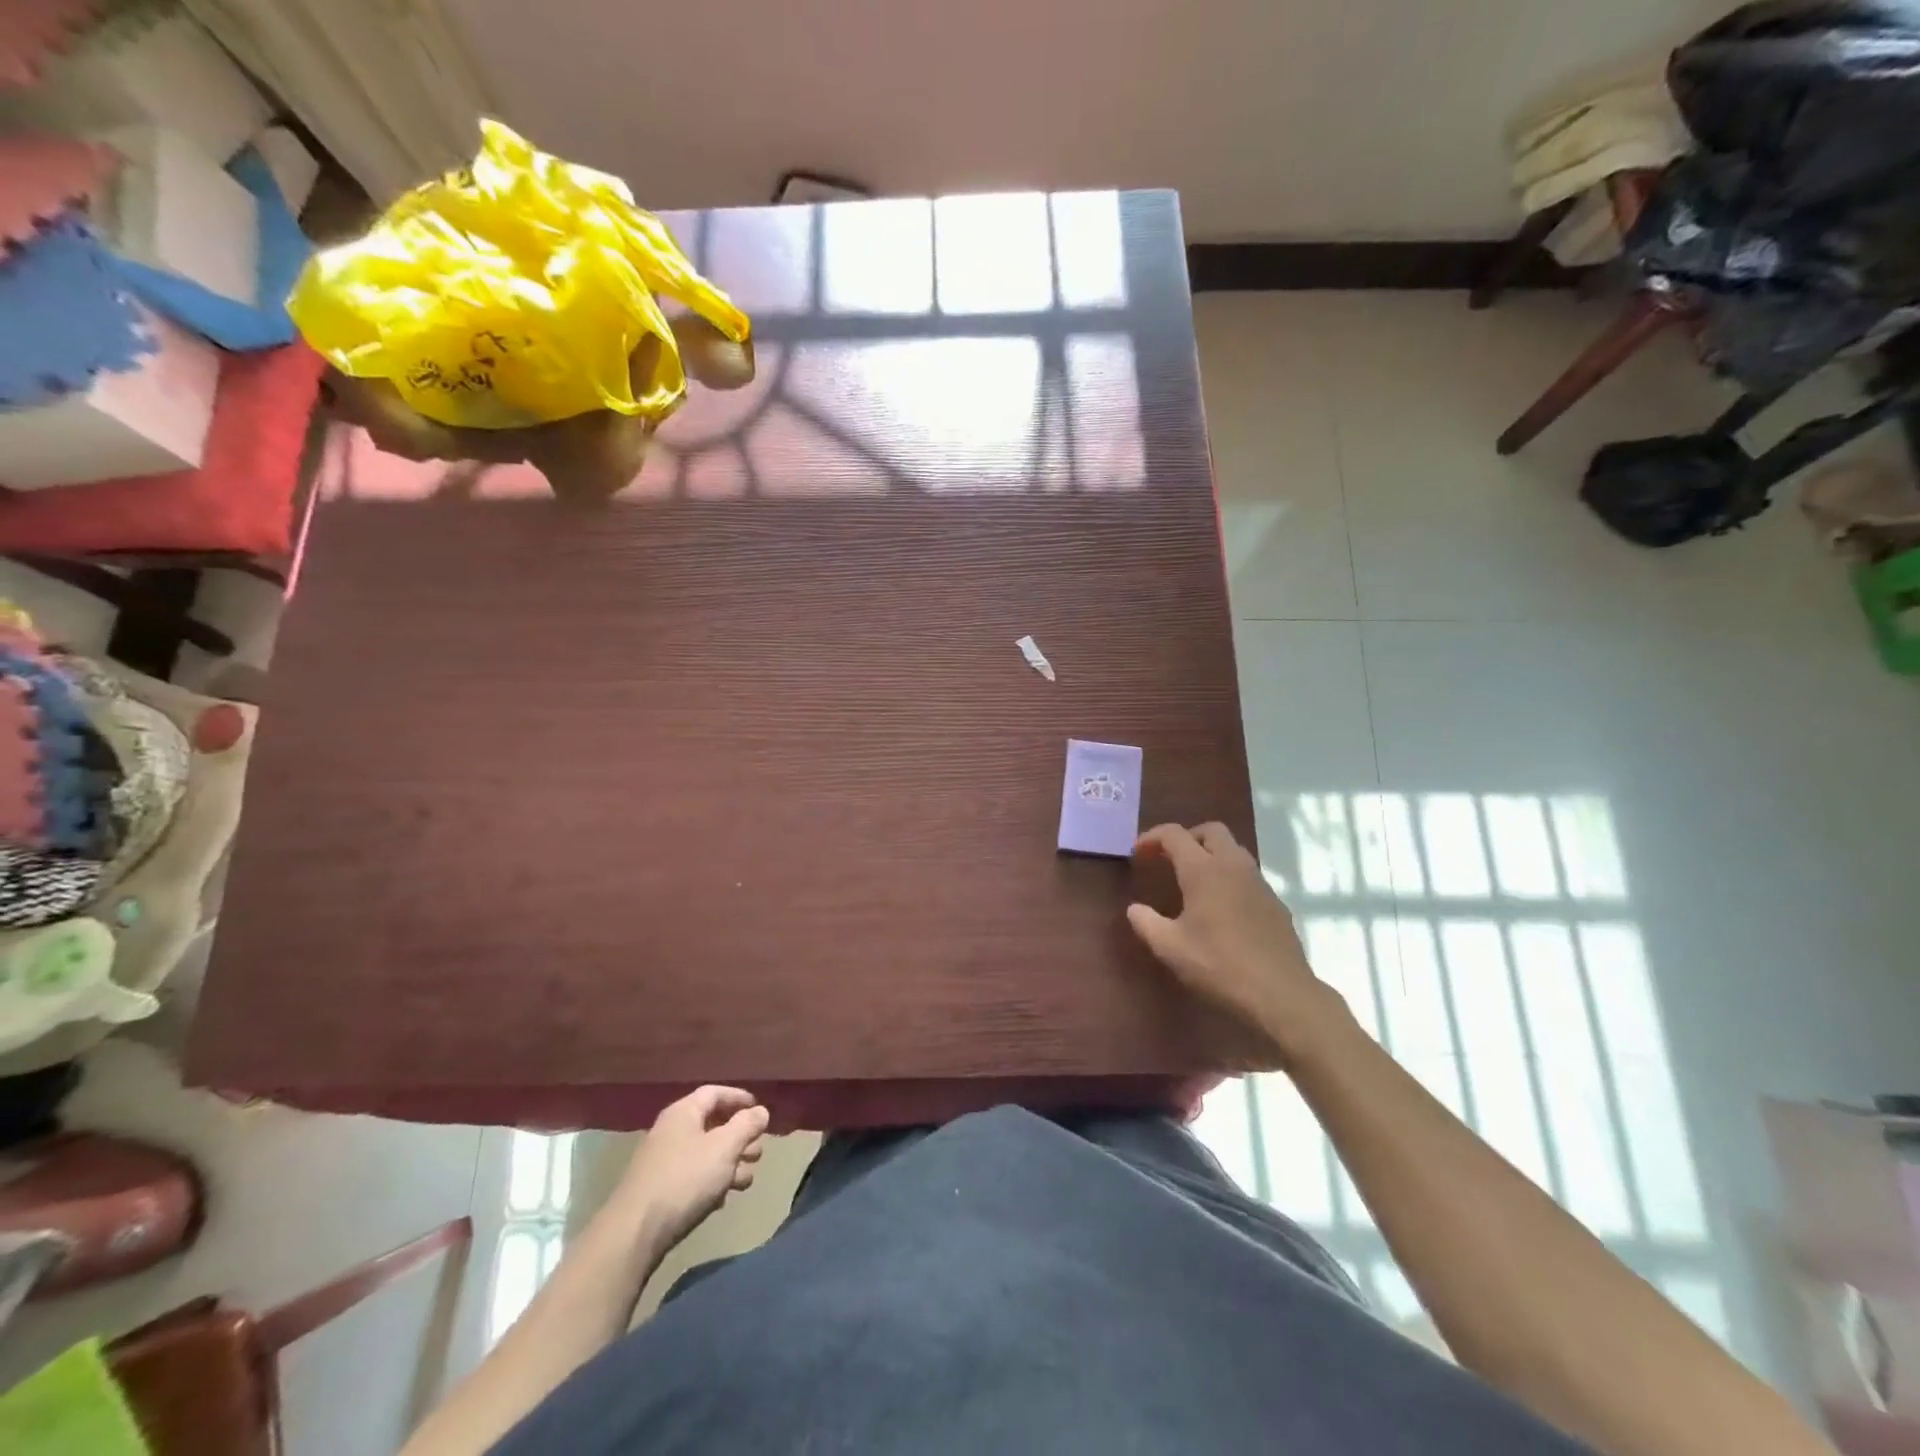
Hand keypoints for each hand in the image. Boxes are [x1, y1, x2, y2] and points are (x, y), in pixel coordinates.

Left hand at [611, 1086, 769, 1249]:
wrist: (634, 1233)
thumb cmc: (685, 1179)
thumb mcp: (724, 1147)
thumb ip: (746, 1125)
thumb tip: (761, 1111)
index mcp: (683, 1113)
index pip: (714, 1093)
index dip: (739, 1098)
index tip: (760, 1110)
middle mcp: (671, 1131)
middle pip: (712, 1125)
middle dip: (739, 1138)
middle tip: (758, 1152)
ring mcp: (662, 1162)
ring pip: (705, 1154)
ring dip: (729, 1163)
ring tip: (746, 1180)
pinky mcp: (659, 1191)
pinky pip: (692, 1177)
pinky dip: (711, 1183)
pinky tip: (721, 1200)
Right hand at [1128, 823, 1343, 1058]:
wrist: (1281, 994)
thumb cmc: (1219, 965)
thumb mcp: (1170, 948)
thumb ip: (1147, 923)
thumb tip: (1134, 909)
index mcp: (1204, 870)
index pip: (1174, 835)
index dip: (1152, 838)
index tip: (1138, 854)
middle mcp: (1233, 866)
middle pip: (1211, 831)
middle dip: (1186, 838)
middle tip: (1168, 859)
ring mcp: (1259, 883)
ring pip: (1233, 850)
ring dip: (1210, 855)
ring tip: (1193, 882)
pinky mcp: (1276, 903)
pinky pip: (1248, 875)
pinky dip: (1229, 877)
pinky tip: (1222, 908)